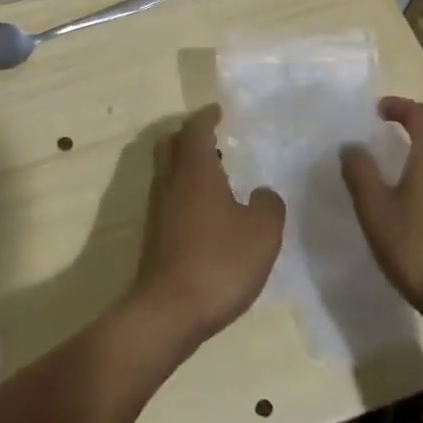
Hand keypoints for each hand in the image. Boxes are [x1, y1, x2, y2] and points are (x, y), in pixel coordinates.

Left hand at [129, 105, 284, 349]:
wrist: (168, 311)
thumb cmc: (218, 262)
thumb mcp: (262, 233)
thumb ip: (268, 205)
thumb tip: (262, 193)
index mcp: (194, 170)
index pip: (195, 128)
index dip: (207, 116)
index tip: (219, 111)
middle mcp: (170, 181)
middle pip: (171, 143)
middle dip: (189, 136)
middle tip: (215, 142)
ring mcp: (157, 208)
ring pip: (167, 171)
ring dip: (186, 166)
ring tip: (217, 178)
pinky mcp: (154, 235)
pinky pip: (168, 197)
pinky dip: (184, 193)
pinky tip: (206, 215)